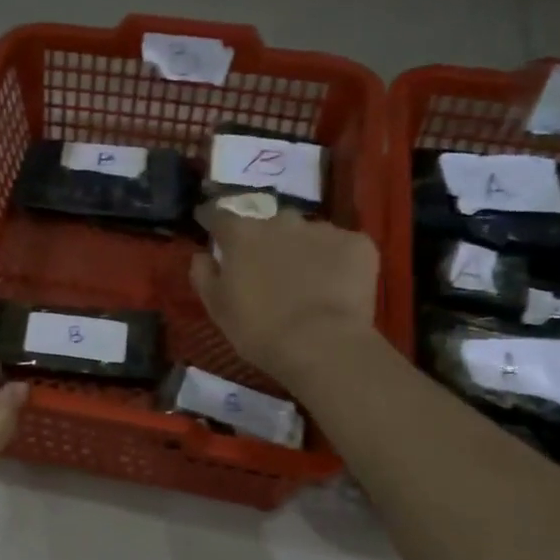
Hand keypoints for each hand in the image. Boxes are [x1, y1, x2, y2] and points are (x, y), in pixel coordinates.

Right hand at [190, 205, 381, 386]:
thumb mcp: (217, 308)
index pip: (220, 216)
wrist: (321, 344)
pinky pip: (341, 247)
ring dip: (302, 249)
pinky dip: (336, 261)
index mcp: (243, 235)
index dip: (212, 219)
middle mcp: (281, 221)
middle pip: (269, 223)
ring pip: (307, 233)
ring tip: (306, 280)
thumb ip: (204, 275)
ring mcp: (323, 230)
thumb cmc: (258, 329)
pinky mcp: (358, 244)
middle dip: (265, 239)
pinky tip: (335, 287)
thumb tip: (202, 255)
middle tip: (267, 267)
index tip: (208, 224)